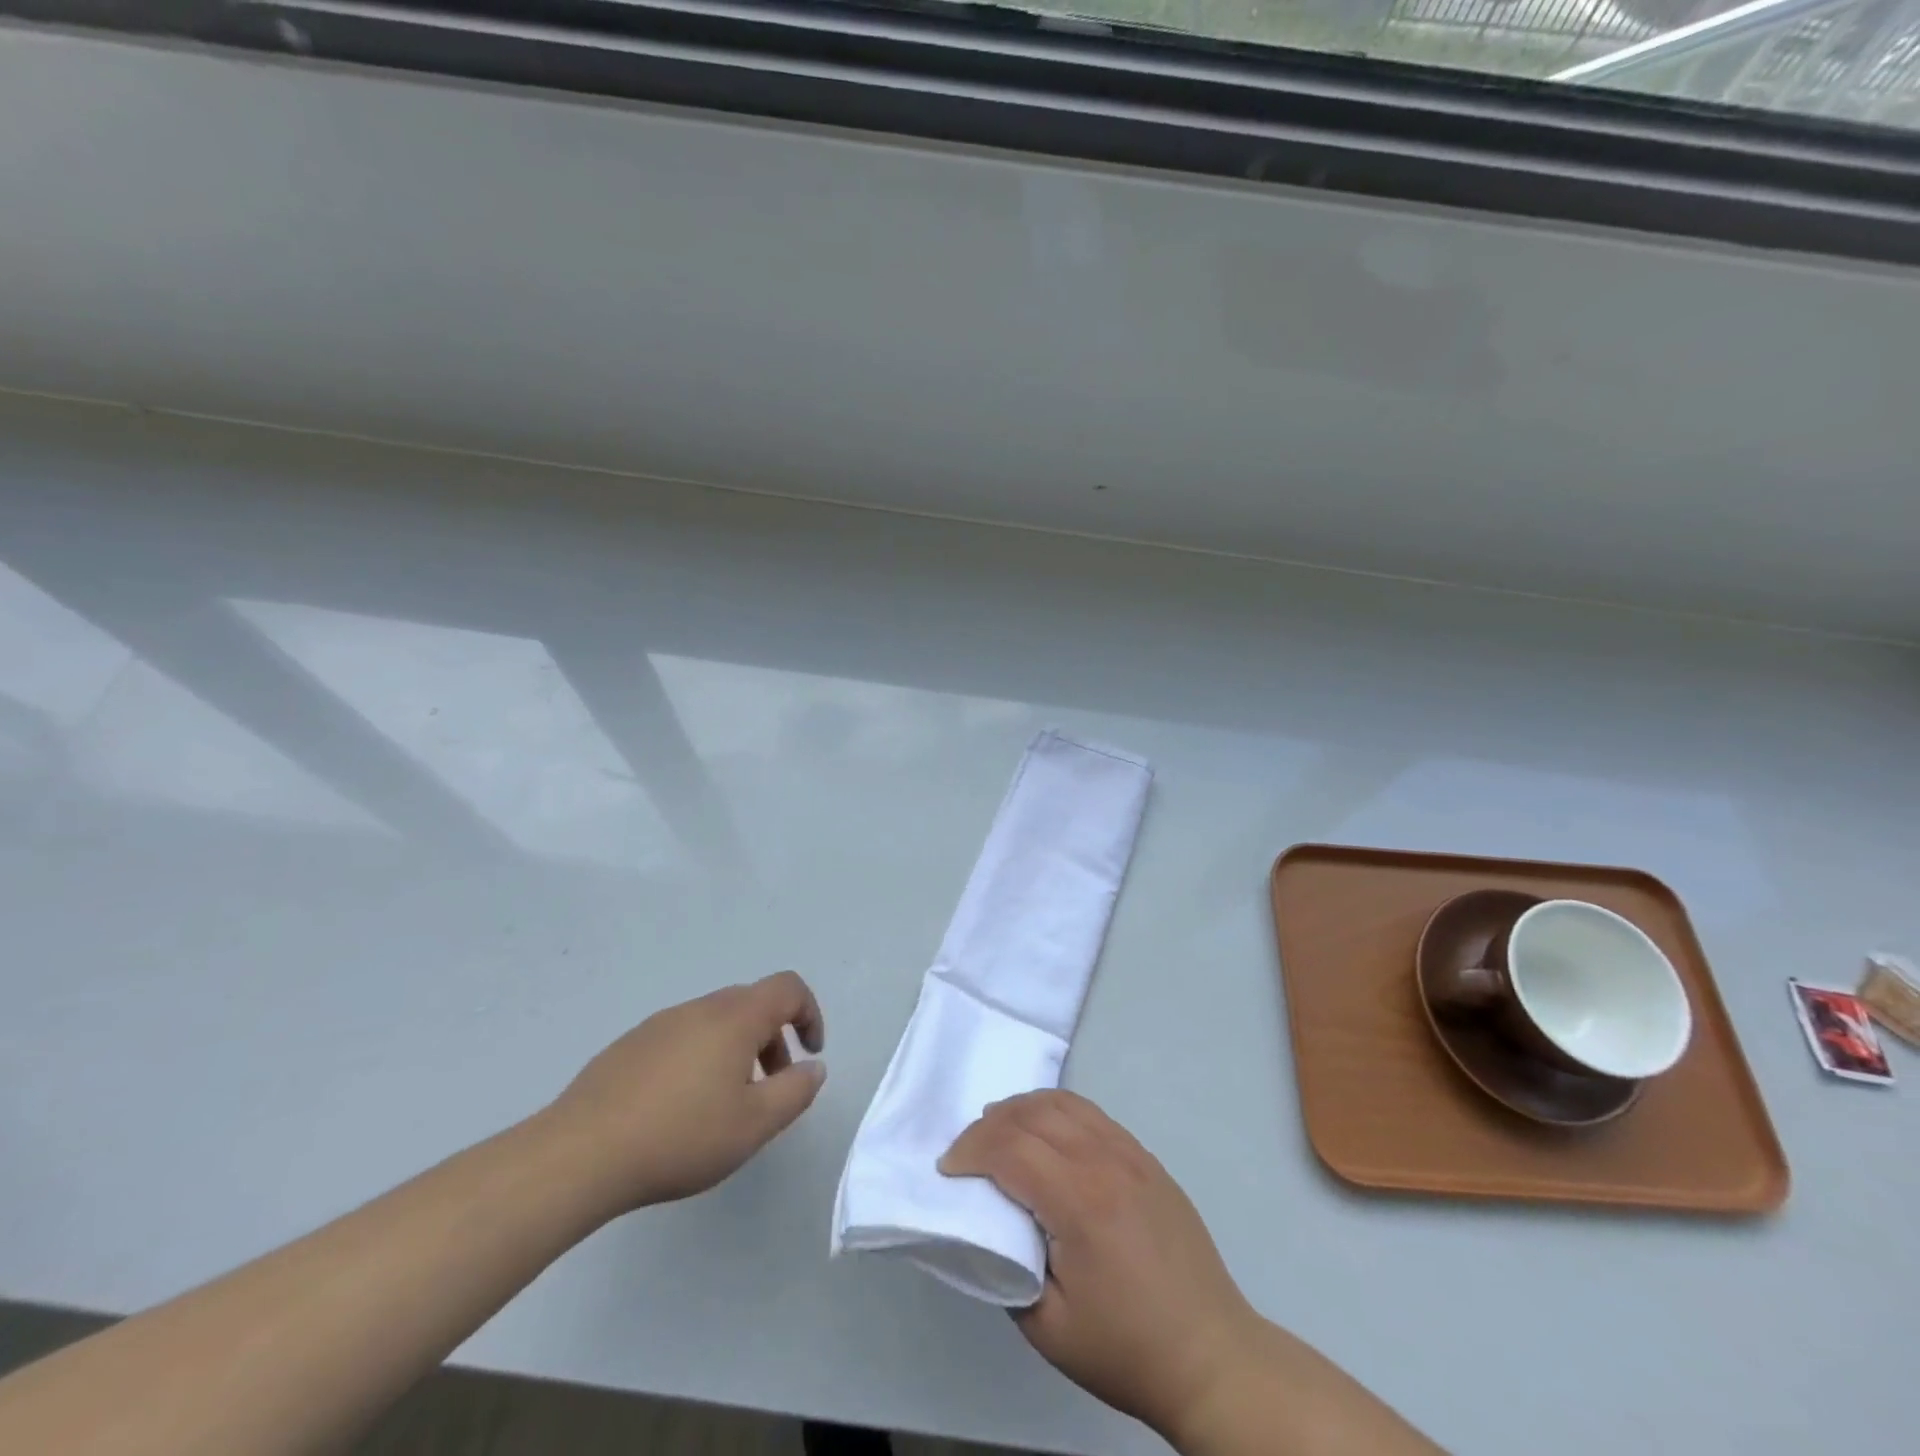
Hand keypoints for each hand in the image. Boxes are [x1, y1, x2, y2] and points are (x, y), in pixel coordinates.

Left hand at [547, 971, 826, 1213]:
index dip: (810, 1013)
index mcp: (735, 1018)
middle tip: (771, 1086)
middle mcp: (700, 1008)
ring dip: (736, 1050)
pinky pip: (681, 1037)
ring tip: (724, 1104)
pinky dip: (699, 1058)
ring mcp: (660, 1023)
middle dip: (773, 1038)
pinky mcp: (629, 1045)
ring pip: (715, 1021)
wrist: (579, 1154)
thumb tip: (813, 1067)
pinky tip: (679, 1108)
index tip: (810, 1054)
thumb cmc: (680, 1136)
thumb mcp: (754, 1124)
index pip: (787, 988)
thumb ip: (795, 1092)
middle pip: (751, 1003)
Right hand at [939, 1091, 1261, 1446]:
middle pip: (1033, 1114)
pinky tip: (1046, 1133)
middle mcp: (1105, 1161)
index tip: (948, 1172)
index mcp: (1079, 1201)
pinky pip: (1092, 1114)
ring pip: (1064, 1103)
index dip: (970, 1151)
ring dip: (1023, 1109)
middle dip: (989, 1124)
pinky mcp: (1147, 1159)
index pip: (1010, 1148)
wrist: (1211, 1357)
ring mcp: (1131, 1154)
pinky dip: (1057, 1111)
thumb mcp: (1048, 1327)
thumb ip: (1007, 1265)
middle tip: (967, 1153)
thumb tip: (988, 1221)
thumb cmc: (1126, 1348)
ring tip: (999, 1132)